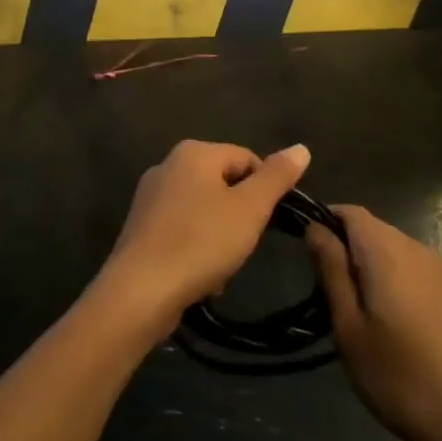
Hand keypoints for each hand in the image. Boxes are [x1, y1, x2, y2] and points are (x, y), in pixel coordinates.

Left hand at [98, 140, 310, 335]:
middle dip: (241, 215)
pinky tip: (200, 276)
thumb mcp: (250, 208)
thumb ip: (276, 177)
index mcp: (194, 152)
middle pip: (224, 184)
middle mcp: (168, 165)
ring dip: (220, 236)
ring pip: (204, 209)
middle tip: (245, 244)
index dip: (265, 190)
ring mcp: (150, 196)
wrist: (140, 292)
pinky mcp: (140, 227)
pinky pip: (182, 230)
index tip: (268, 222)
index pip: (247, 159)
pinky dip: (196, 247)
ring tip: (223, 266)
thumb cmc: (201, 242)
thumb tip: (301, 148)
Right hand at [306, 205, 441, 440]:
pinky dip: (387, 278)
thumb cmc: (400, 375)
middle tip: (323, 291)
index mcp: (385, 249)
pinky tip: (383, 319)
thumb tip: (314, 227)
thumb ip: (331, 270)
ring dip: (364, 265)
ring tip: (350, 310)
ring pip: (388, 248)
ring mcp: (435, 268)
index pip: (348, 211)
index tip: (304, 254)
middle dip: (342, 247)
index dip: (323, 222)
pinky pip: (407, 266)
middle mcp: (413, 246)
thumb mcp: (349, 326)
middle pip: (369, 227)